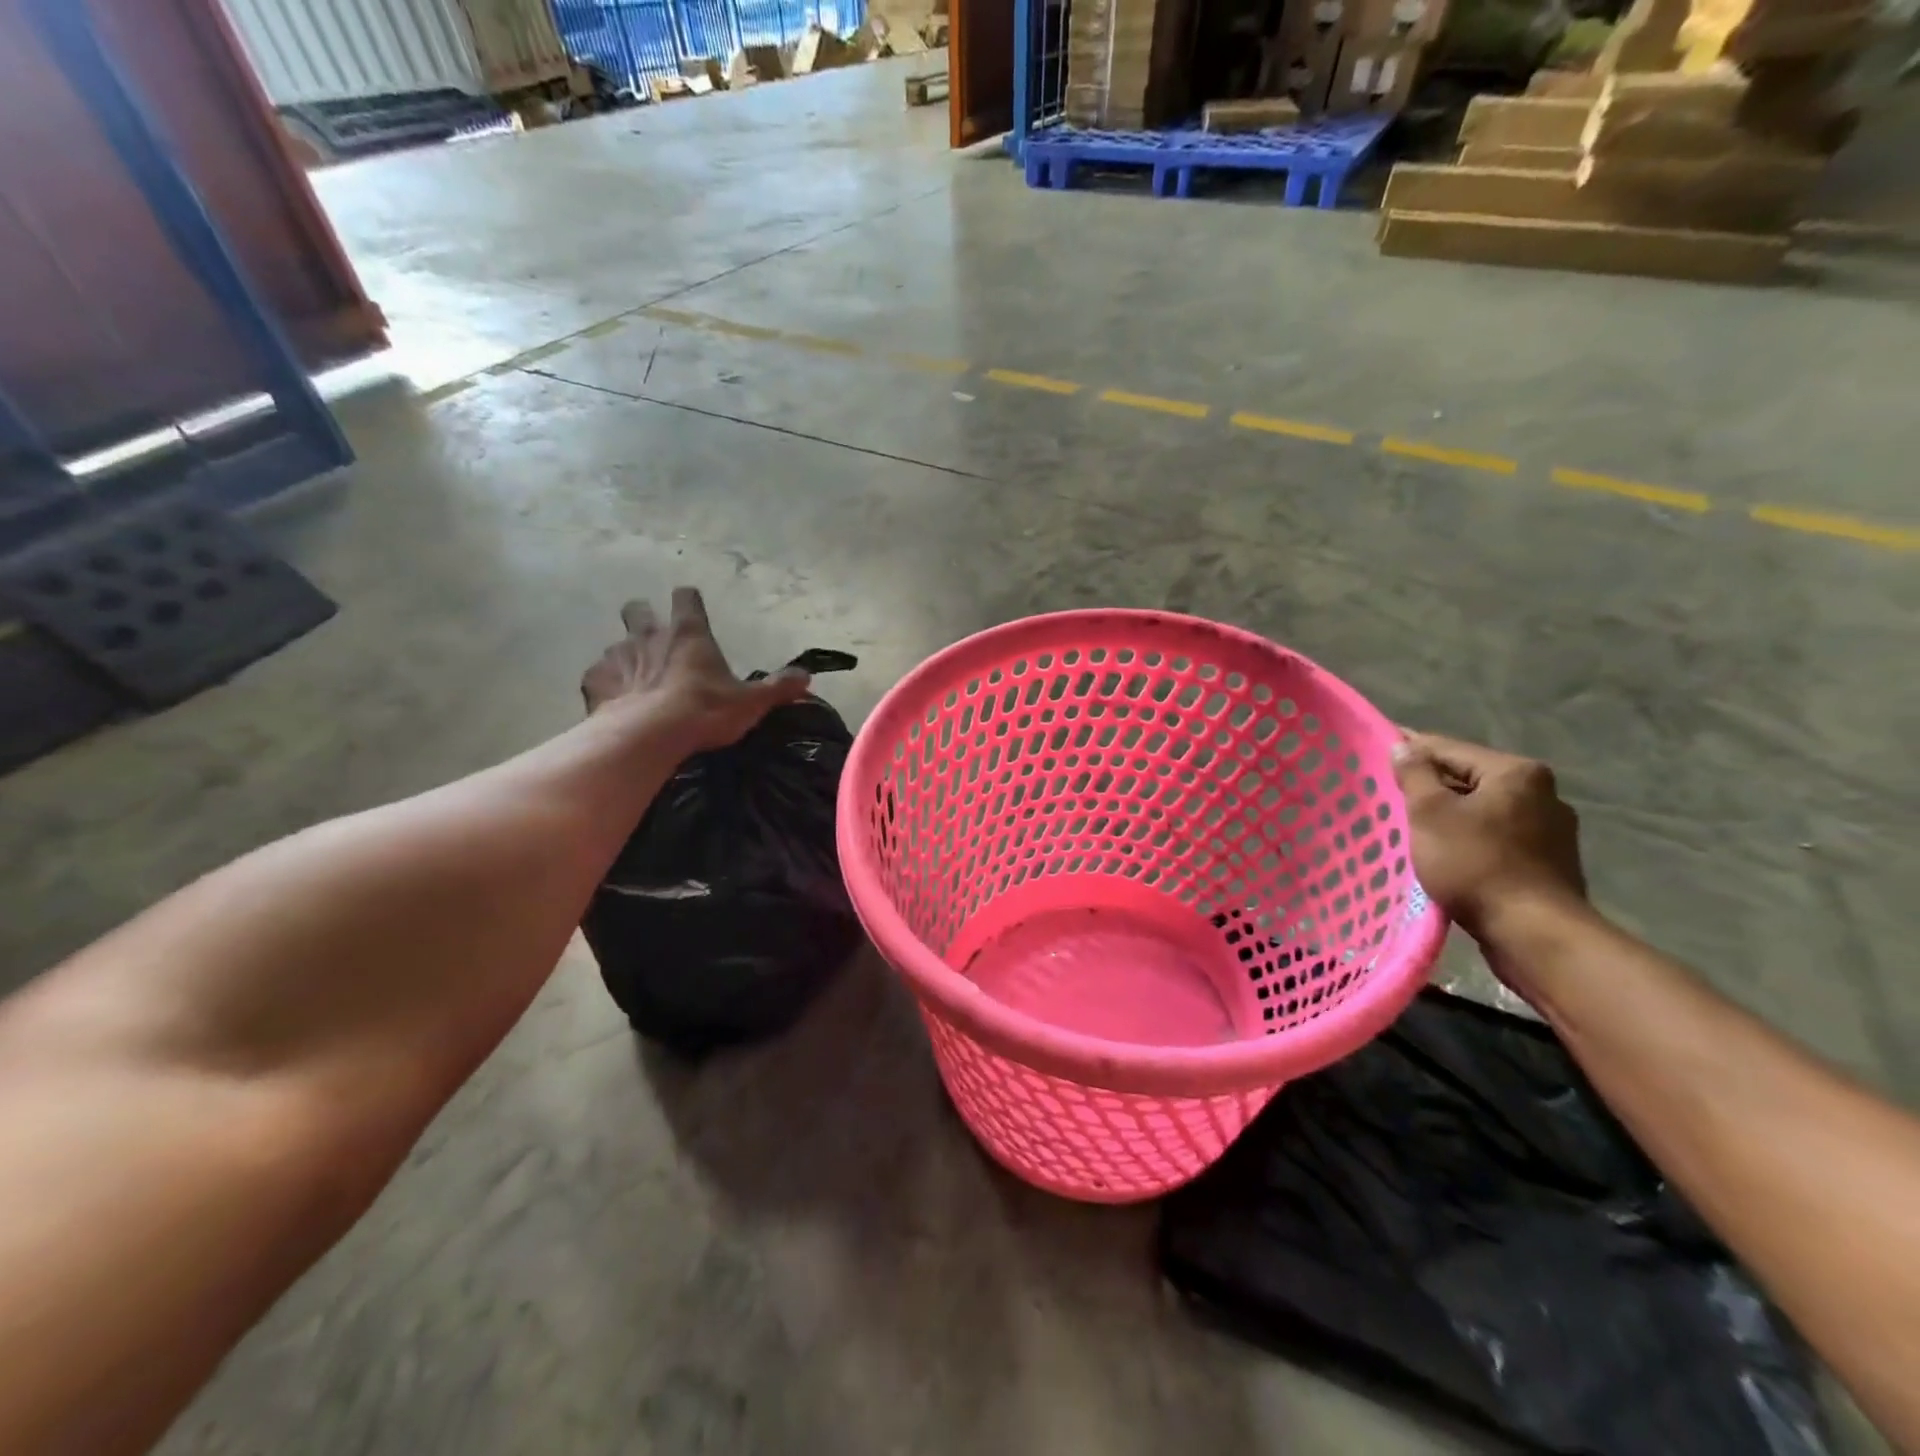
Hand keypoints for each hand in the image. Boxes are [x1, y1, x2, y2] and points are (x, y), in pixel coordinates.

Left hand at [581, 588, 811, 751]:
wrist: (649, 736)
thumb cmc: (704, 710)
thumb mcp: (751, 703)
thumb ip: (778, 688)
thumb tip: (806, 677)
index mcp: (688, 634)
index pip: (686, 598)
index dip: (688, 600)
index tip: (690, 606)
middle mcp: (649, 635)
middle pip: (638, 609)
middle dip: (643, 616)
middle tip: (654, 638)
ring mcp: (617, 656)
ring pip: (616, 644)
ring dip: (626, 657)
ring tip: (637, 681)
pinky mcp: (595, 682)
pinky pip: (598, 677)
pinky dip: (606, 686)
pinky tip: (616, 704)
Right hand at [1391, 732, 1587, 946]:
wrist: (1532, 933)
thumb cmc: (1475, 863)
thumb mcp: (1430, 813)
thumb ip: (1414, 774)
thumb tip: (1403, 746)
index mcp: (1516, 772)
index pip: (1449, 749)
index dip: (1409, 750)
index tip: (1376, 753)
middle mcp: (1542, 793)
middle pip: (1469, 778)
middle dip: (1431, 786)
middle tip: (1390, 796)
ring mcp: (1551, 829)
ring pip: (1483, 809)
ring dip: (1450, 814)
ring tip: (1414, 827)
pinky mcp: (1549, 861)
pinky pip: (1496, 836)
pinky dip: (1470, 838)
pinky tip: (1448, 853)